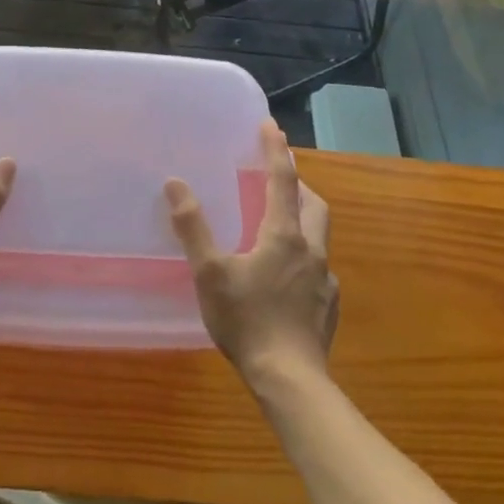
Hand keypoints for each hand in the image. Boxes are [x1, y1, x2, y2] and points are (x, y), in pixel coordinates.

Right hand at [165, 123, 337, 384]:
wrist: (290, 379)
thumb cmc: (247, 320)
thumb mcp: (210, 273)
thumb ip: (193, 227)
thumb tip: (175, 183)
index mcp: (284, 235)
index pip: (283, 179)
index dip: (276, 150)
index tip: (271, 125)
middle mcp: (311, 250)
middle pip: (312, 203)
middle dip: (297, 183)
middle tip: (275, 177)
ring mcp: (325, 279)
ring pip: (318, 234)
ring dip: (302, 217)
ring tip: (277, 222)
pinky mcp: (328, 305)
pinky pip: (318, 266)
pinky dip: (304, 254)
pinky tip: (286, 274)